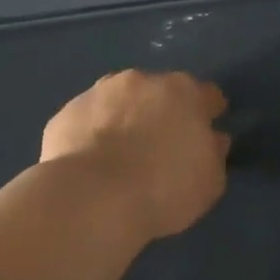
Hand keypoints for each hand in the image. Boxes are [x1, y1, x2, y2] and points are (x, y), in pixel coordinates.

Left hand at [41, 70, 230, 240]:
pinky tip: (92, 162)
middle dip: (162, 112)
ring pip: (119, 101)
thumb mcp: (209, 181)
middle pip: (159, 92)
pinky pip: (88, 120)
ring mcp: (98, 93)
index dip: (208, 113)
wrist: (92, 197)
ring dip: (124, 117)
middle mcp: (141, 81)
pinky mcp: (65, 113)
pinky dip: (93, 134)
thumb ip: (213, 153)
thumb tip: (212, 138)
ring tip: (121, 154)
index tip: (207, 132)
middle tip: (160, 145)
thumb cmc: (163, 188)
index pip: (206, 95)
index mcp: (183, 92)